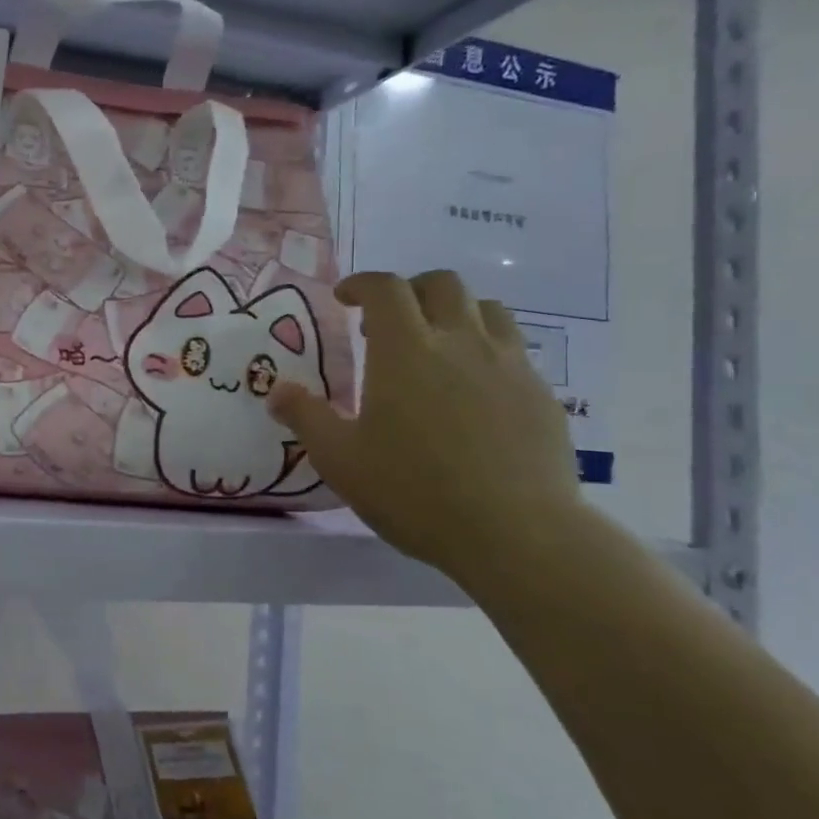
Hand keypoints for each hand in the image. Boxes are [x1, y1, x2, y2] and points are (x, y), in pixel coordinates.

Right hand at [269, 270, 583, 579]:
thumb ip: (305, 417)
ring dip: (454, 313)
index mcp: (406, 350)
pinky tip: (474, 390)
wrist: (516, 534)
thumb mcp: (340, 459)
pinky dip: (486, 349)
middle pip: (441, 284)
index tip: (345, 299)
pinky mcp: (540, 394)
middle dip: (410, 291)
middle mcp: (460, 342)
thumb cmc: (414, 490)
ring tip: (436, 346)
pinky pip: (514, 349)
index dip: (361, 284)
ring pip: (486, 309)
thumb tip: (277, 391)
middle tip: (388, 323)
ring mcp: (509, 365)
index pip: (385, 288)